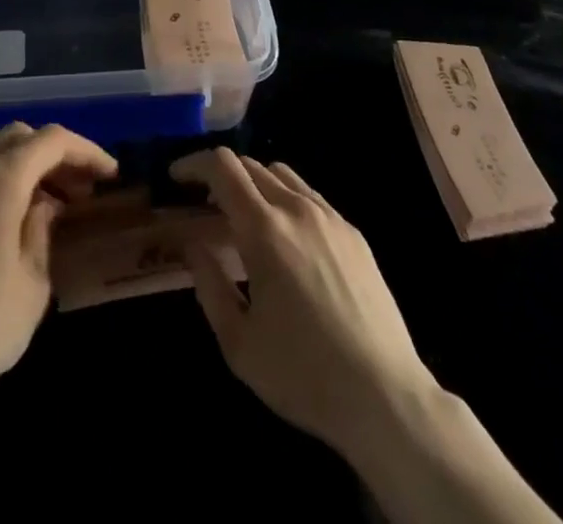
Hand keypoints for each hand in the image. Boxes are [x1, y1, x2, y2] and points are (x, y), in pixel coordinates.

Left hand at [0, 123, 117, 412]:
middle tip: (78, 191)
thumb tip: (43, 207)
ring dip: (21, 171)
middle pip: (17, 138)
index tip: (109, 174)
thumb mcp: (33, 283)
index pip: (51, 141)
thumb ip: (43, 231)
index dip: (86, 151)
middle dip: (53, 156)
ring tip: (43, 210)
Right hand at [170, 147, 436, 455]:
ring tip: (244, 218)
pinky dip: (285, 199)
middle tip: (204, 205)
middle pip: (250, 165)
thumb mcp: (239, 343)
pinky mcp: (353, 233)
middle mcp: (297, 209)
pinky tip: (286, 239)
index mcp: (264, 229)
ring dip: (254, 184)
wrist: (386, 398)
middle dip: (220, 176)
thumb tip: (193, 245)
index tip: (176, 178)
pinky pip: (309, 196)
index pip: (222, 167)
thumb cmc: (303, 375)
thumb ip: (209, 285)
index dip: (193, 163)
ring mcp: (330, 218)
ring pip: (281, 174)